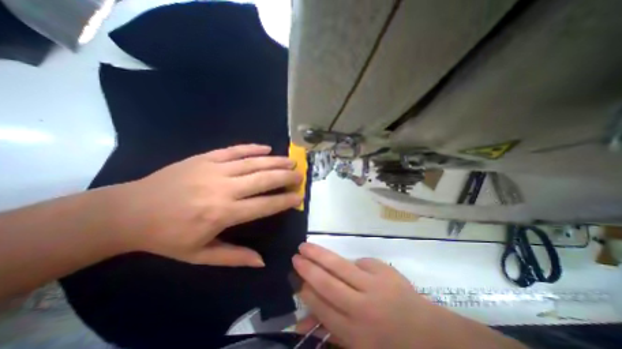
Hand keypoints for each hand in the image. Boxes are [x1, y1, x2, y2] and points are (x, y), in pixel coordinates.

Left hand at [115, 144, 304, 266]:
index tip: (299, 197)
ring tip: (290, 161)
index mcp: (222, 213)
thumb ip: (234, 257)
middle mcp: (222, 189)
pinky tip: (266, 148)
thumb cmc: (167, 237)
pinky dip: (252, 148)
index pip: (264, 205)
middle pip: (263, 180)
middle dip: (285, 177)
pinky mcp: (204, 158)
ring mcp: (213, 169)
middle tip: (300, 175)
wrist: (129, 211)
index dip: (284, 201)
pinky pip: (234, 150)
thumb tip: (261, 262)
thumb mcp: (200, 254)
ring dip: (275, 161)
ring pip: (253, 163)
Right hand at [294, 242, 526, 348]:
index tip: (295, 278)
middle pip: (326, 283)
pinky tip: (341, 260)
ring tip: (305, 246)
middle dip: (307, 268)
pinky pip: (359, 262)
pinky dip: (349, 262)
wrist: (432, 338)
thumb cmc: (391, 348)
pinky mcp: (384, 271)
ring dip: (319, 255)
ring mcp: (374, 286)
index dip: (305, 290)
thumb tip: (302, 323)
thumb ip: (329, 333)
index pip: (320, 306)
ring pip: (339, 266)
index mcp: (354, 334)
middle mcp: (361, 308)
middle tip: (295, 256)